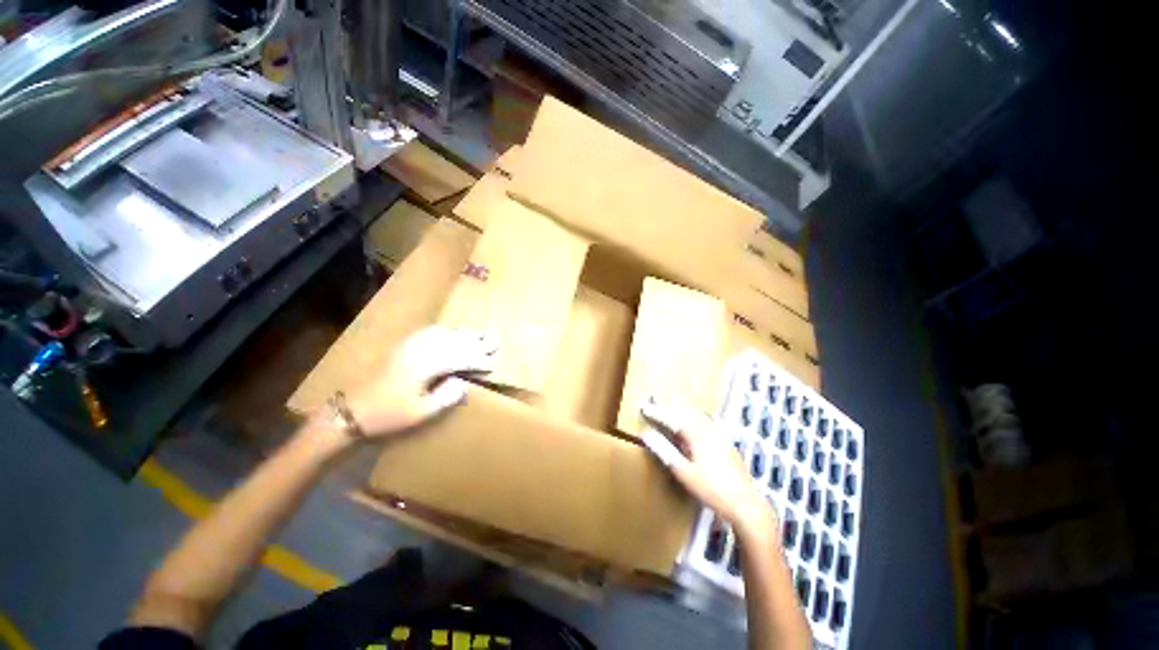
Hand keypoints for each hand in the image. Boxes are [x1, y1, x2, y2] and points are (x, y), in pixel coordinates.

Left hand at [345, 327, 496, 437]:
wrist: (352, 411)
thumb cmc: (388, 416)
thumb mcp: (420, 414)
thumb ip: (445, 397)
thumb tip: (463, 383)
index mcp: (424, 368)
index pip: (459, 359)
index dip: (477, 360)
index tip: (493, 362)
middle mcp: (419, 352)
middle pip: (453, 342)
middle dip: (476, 342)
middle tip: (494, 341)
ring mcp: (410, 347)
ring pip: (443, 334)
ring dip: (464, 333)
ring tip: (481, 333)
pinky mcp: (403, 347)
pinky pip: (429, 332)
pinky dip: (446, 330)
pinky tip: (453, 330)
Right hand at [642, 398, 774, 533]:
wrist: (745, 504)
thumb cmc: (711, 489)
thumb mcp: (683, 471)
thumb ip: (664, 450)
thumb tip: (646, 433)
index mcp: (696, 434)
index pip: (671, 417)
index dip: (656, 412)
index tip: (643, 408)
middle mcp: (708, 428)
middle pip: (685, 410)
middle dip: (668, 406)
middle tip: (654, 403)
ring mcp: (719, 433)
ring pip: (697, 413)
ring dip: (681, 408)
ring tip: (670, 407)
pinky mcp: (726, 441)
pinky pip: (707, 419)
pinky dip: (695, 415)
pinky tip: (696, 417)